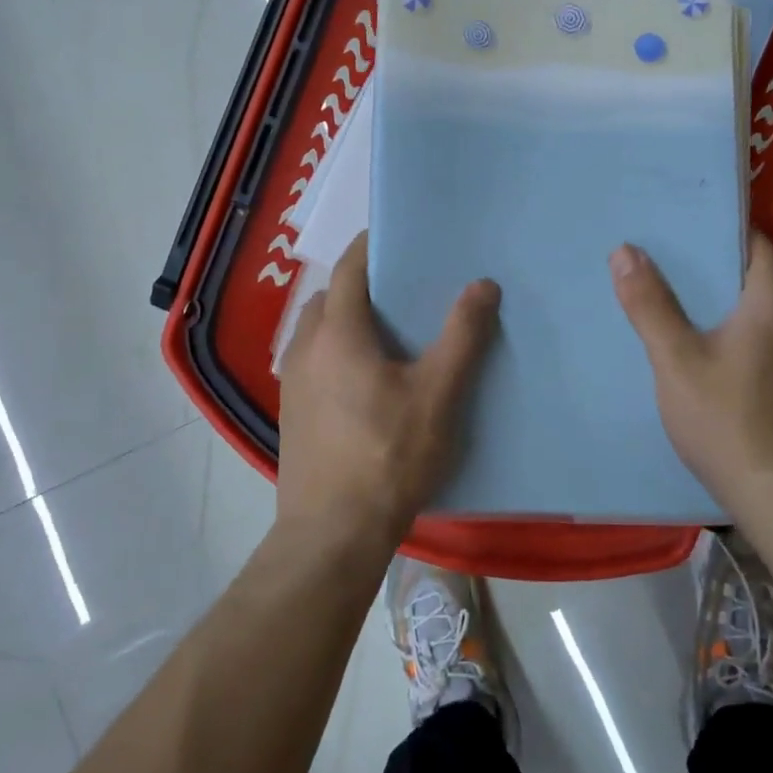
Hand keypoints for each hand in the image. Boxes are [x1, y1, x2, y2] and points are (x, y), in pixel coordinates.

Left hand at [277, 233, 500, 553]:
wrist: (332, 535)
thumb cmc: (389, 456)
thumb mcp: (438, 394)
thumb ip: (462, 335)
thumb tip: (482, 284)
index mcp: (337, 331)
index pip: (352, 266)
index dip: (374, 246)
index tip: (404, 238)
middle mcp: (305, 346)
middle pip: (332, 295)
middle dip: (363, 284)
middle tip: (406, 290)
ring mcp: (291, 380)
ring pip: (318, 329)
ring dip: (347, 319)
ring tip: (391, 334)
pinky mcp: (291, 411)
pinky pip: (314, 359)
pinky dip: (337, 349)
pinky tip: (367, 379)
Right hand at [609, 233, 772, 510]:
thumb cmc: (727, 420)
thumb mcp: (676, 360)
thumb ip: (650, 305)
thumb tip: (625, 251)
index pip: (756, 246)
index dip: (722, 229)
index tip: (683, 222)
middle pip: (754, 279)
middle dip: (711, 267)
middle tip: (663, 259)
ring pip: (756, 315)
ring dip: (721, 304)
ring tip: (675, 301)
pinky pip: (760, 343)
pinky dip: (732, 334)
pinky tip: (701, 351)